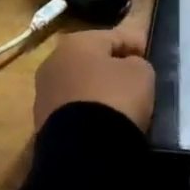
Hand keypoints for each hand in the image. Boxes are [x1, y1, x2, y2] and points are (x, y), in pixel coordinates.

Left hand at [33, 20, 154, 131]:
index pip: (114, 36)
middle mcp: (54, 61)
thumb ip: (137, 63)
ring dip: (96, 90)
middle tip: (132, 79)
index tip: (148, 55)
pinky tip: (101, 122)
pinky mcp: (41, 122)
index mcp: (77, 41)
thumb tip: (128, 68)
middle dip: (110, 66)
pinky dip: (86, 111)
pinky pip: (72, 108)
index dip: (135, 44)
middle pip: (92, 59)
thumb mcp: (141, 73)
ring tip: (117, 104)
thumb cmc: (114, 99)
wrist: (83, 153)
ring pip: (79, 84)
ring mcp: (44, 93)